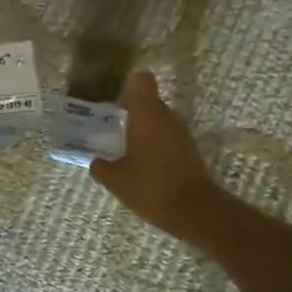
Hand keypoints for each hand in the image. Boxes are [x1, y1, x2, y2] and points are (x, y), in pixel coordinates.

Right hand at [90, 71, 223, 240]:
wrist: (195, 211)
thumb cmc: (151, 187)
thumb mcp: (116, 180)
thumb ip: (101, 167)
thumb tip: (96, 162)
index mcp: (146, 114)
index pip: (141, 80)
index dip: (128, 84)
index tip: (114, 99)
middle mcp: (166, 116)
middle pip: (148, 100)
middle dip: (130, 110)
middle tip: (110, 127)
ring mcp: (181, 133)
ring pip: (158, 120)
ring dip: (142, 129)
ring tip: (124, 149)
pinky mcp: (189, 150)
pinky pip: (167, 137)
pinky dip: (154, 144)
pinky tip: (142, 165)